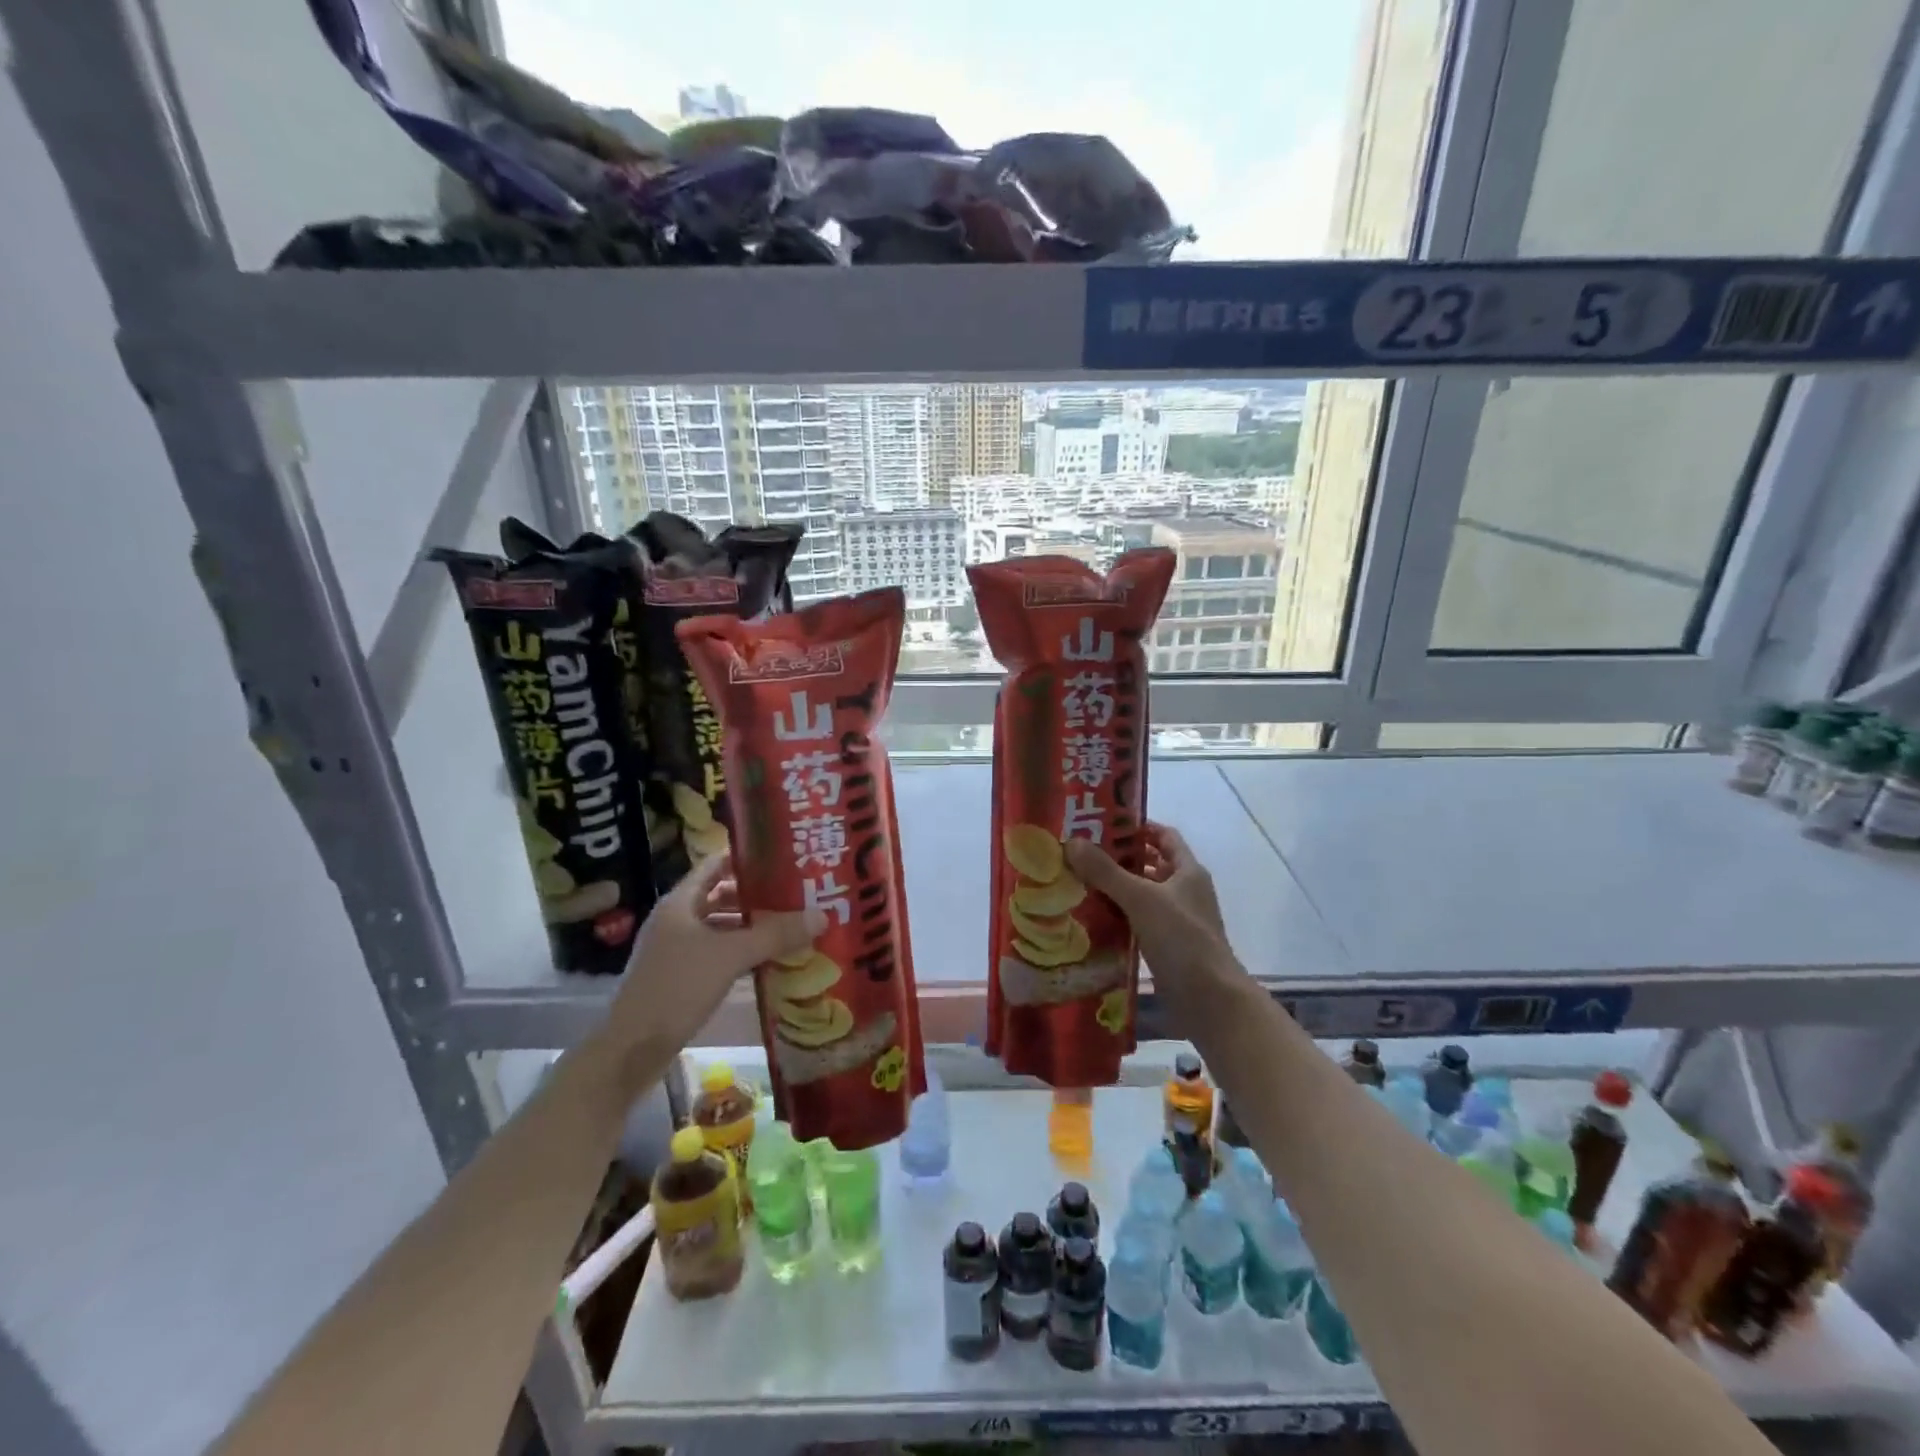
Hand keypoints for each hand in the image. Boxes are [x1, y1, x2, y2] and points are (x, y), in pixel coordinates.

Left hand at [607, 854, 824, 1050]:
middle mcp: (676, 920)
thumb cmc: (677, 988)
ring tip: (790, 924)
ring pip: (720, 927)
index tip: (781, 856)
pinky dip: (741, 952)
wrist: (631, 1049)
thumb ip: (775, 935)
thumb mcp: (730, 956)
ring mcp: (675, 949)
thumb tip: (821, 915)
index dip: (746, 857)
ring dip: (751, 926)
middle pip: (720, 895)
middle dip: (756, 895)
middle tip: (795, 893)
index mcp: (680, 903)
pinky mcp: (680, 976)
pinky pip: (717, 953)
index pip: (715, 864)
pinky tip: (769, 959)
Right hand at [1065, 823, 1244, 1032]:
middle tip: (1081, 852)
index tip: (1104, 823)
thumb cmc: (1182, 939)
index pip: (1164, 836)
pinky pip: (1139, 922)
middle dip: (1119, 858)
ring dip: (1116, 889)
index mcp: (1188, 871)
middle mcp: (1185, 892)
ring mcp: (1177, 921)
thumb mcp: (1141, 899)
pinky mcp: (1167, 946)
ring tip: (1078, 882)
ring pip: (1143, 895)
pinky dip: (1119, 917)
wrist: (1210, 1000)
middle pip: (1151, 865)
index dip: (1138, 827)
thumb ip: (1106, 872)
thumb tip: (1071, 843)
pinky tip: (1091, 918)